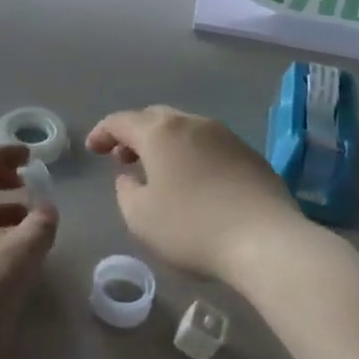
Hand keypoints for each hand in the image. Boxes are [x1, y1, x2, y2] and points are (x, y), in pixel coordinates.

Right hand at [86, 106, 306, 283]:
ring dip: (165, 143)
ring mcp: (225, 135)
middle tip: (122, 158)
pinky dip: (191, 154)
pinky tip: (194, 180)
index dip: (103, 132)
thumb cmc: (193, 228)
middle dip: (135, 134)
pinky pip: (209, 144)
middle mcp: (192, 123)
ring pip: (184, 128)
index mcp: (160, 132)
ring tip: (157, 170)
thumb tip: (130, 177)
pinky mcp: (249, 153)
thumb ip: (125, 192)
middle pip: (155, 118)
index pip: (122, 120)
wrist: (266, 240)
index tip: (93, 149)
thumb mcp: (141, 217)